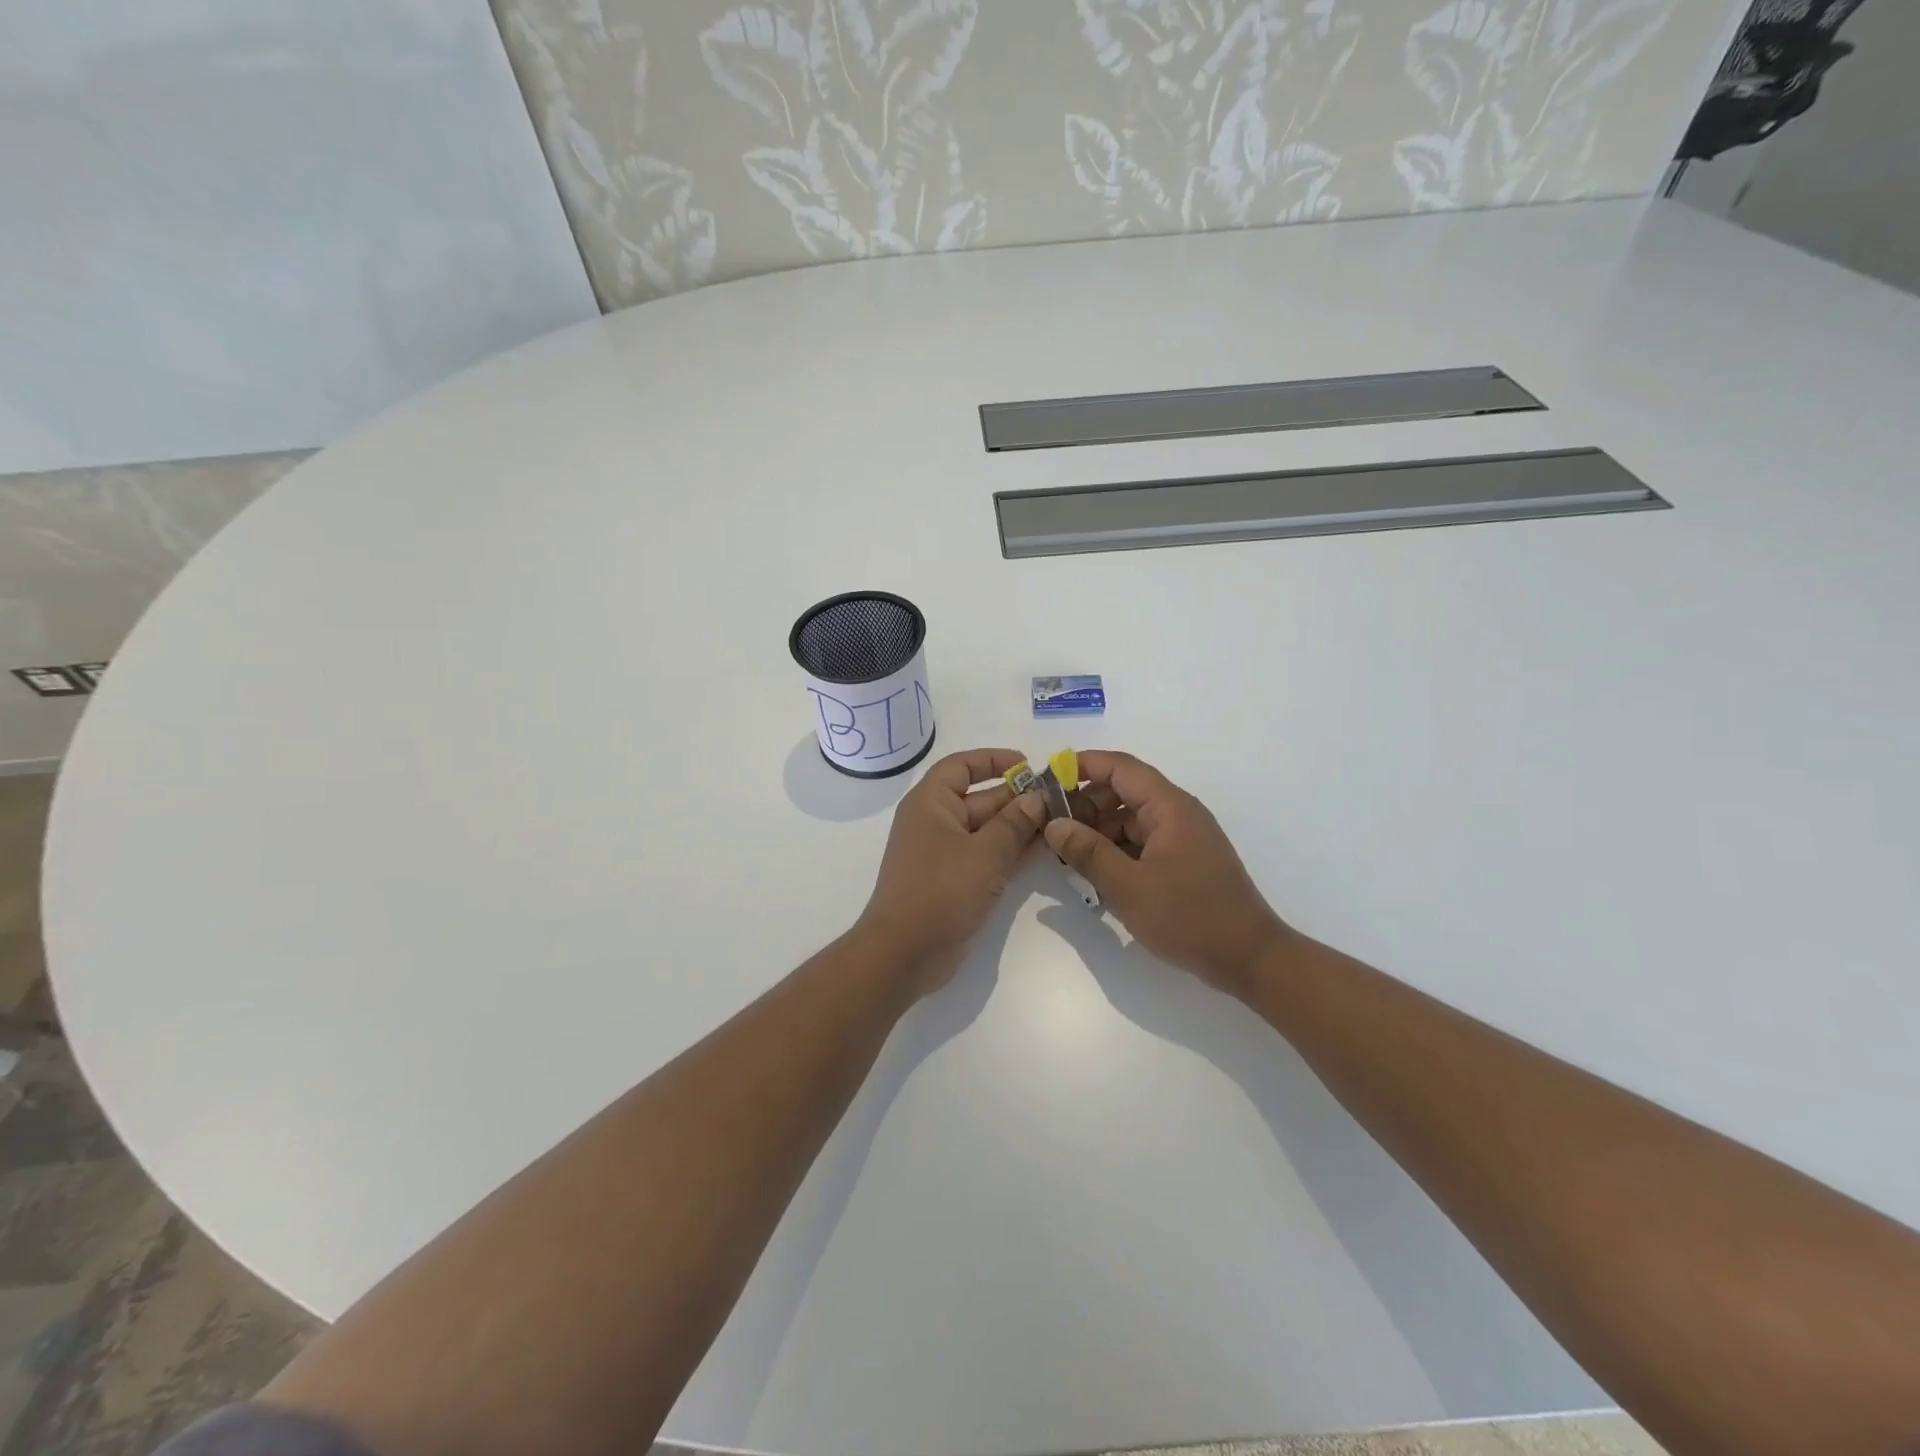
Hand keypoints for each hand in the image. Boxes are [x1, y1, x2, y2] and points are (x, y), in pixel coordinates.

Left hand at [859, 748, 1048, 991]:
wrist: (905, 953)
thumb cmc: (941, 890)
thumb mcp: (985, 852)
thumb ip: (1014, 823)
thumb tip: (1035, 799)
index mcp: (931, 803)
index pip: (961, 766)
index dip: (993, 760)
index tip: (1028, 764)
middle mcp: (935, 822)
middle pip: (979, 799)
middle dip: (1017, 798)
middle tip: (1059, 800)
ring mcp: (944, 854)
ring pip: (986, 830)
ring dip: (1019, 827)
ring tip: (1060, 824)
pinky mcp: (954, 882)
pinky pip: (986, 857)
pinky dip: (1011, 852)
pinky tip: (1044, 851)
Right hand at [1046, 750, 1289, 996]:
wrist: (1249, 959)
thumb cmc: (1189, 917)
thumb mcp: (1128, 887)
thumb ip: (1088, 852)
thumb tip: (1054, 824)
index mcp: (1169, 807)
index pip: (1120, 768)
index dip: (1083, 766)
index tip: (1047, 780)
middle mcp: (1177, 814)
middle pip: (1123, 791)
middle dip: (1085, 804)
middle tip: (1052, 827)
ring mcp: (1182, 838)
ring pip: (1130, 820)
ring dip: (1099, 831)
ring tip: (1067, 855)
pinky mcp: (1184, 862)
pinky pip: (1142, 843)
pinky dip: (1116, 851)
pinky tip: (1095, 873)